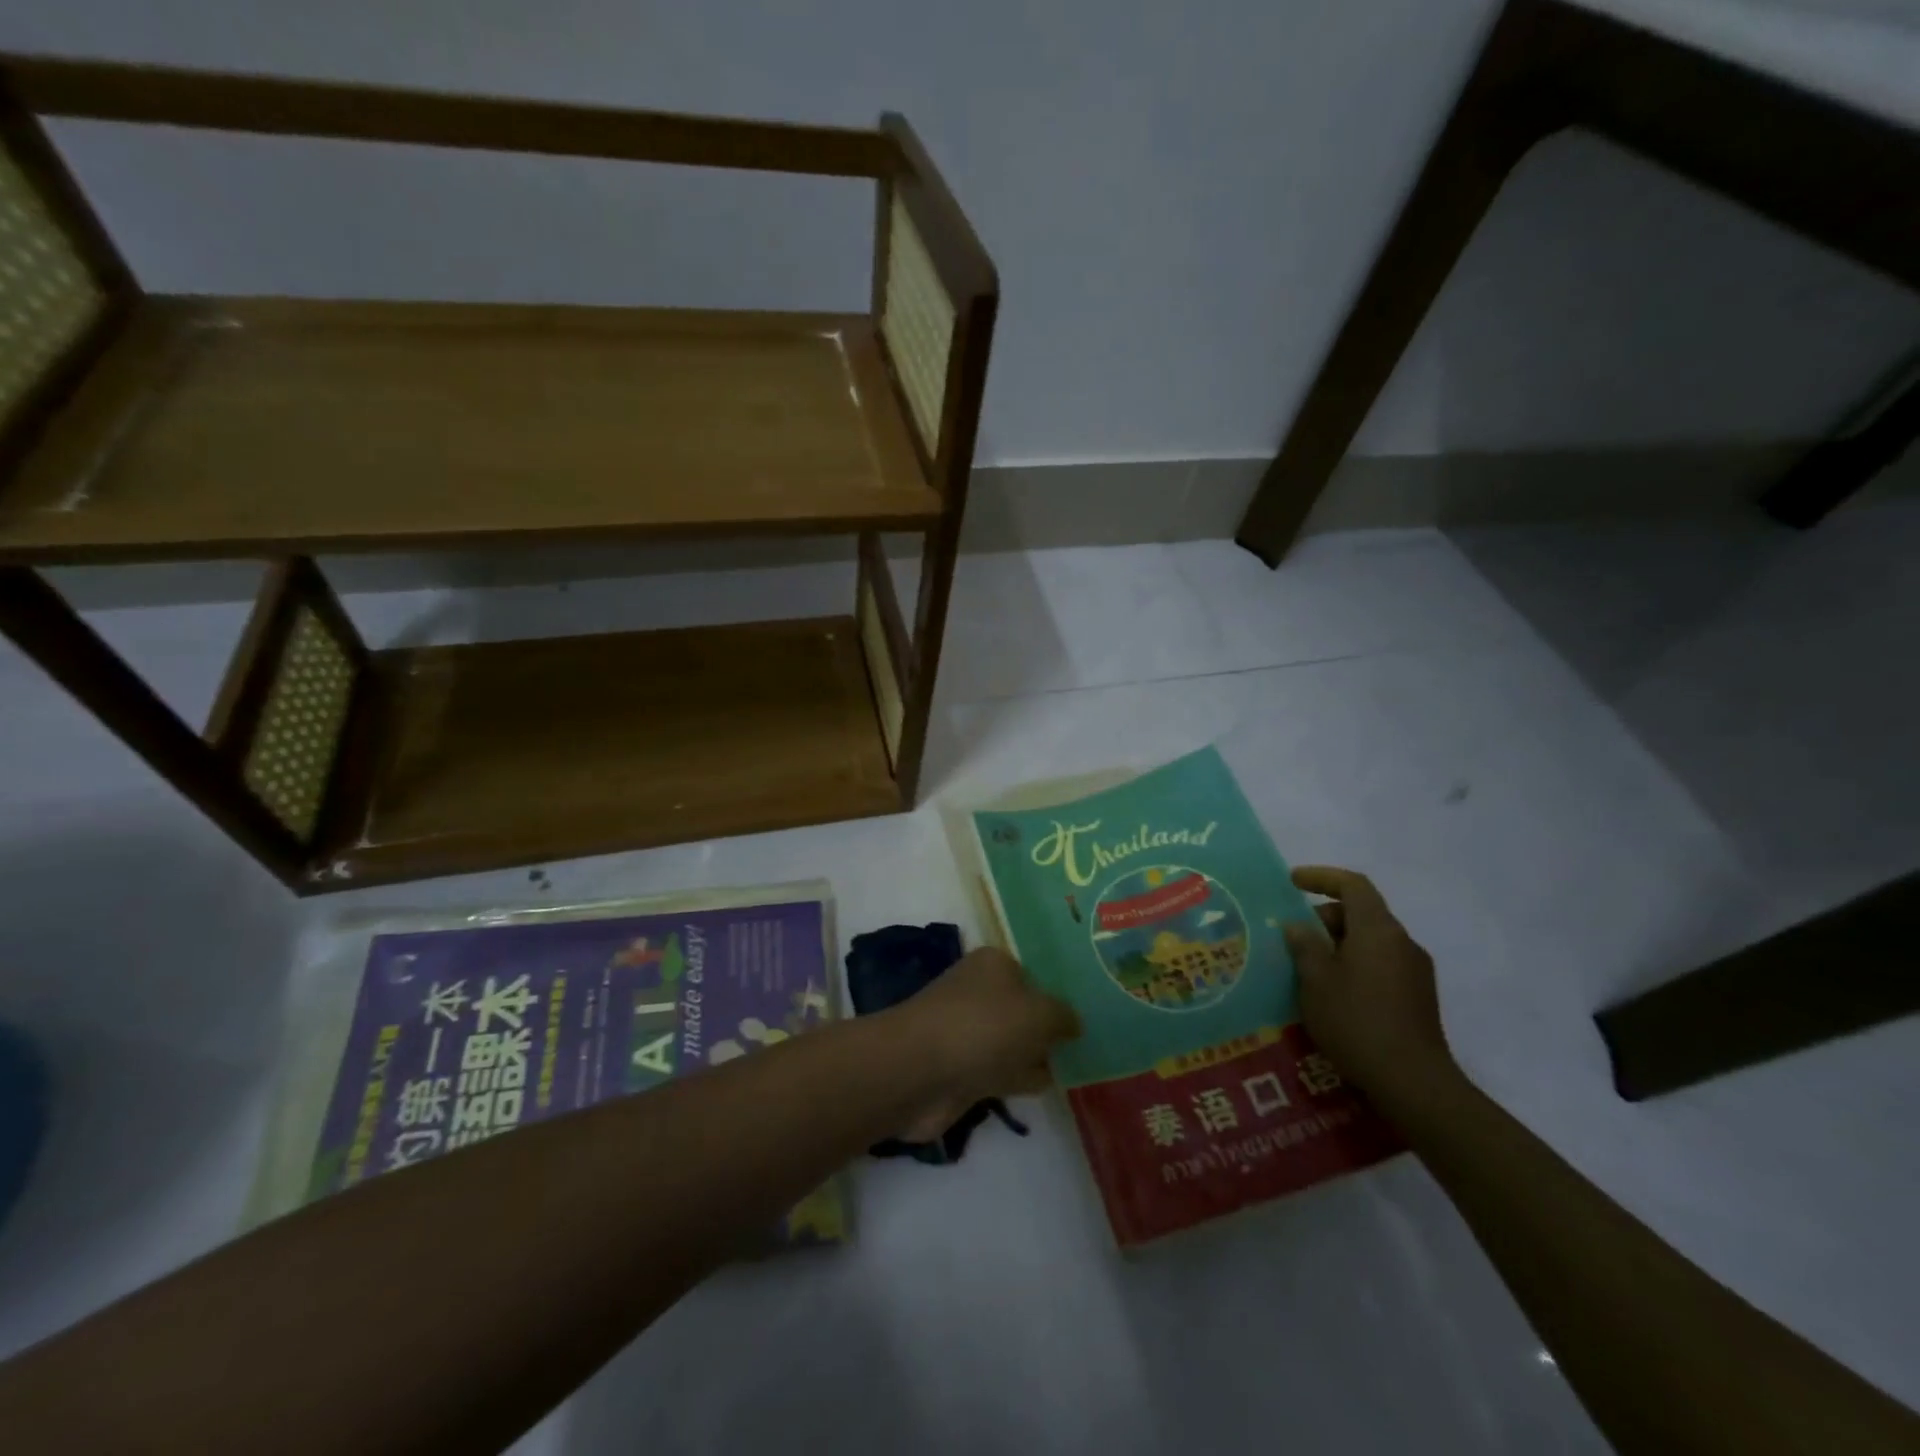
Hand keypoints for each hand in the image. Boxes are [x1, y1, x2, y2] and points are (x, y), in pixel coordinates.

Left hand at [890, 947, 1079, 1139]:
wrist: (920, 1071)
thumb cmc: (984, 1027)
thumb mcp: (1040, 1013)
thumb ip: (1063, 1016)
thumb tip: (1073, 1023)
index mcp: (995, 964)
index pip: (1034, 975)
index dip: (1056, 995)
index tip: (1085, 1018)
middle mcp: (979, 991)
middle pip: (1023, 1009)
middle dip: (1047, 1029)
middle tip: (1083, 1047)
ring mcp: (967, 1031)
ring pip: (1012, 1042)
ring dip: (1033, 1057)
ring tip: (1071, 1070)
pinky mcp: (959, 1068)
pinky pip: (999, 1071)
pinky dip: (1016, 1079)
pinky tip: (1040, 1088)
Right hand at [1283, 866, 1458, 1107]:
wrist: (1413, 1083)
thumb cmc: (1357, 1022)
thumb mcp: (1316, 981)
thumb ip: (1305, 946)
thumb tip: (1297, 925)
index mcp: (1378, 930)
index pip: (1353, 885)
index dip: (1321, 877)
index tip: (1292, 882)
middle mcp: (1402, 942)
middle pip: (1362, 912)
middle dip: (1325, 917)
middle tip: (1294, 939)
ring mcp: (1415, 970)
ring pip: (1371, 940)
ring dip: (1338, 944)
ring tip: (1309, 969)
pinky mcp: (1419, 997)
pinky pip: (1381, 964)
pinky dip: (1354, 964)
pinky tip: (1334, 993)